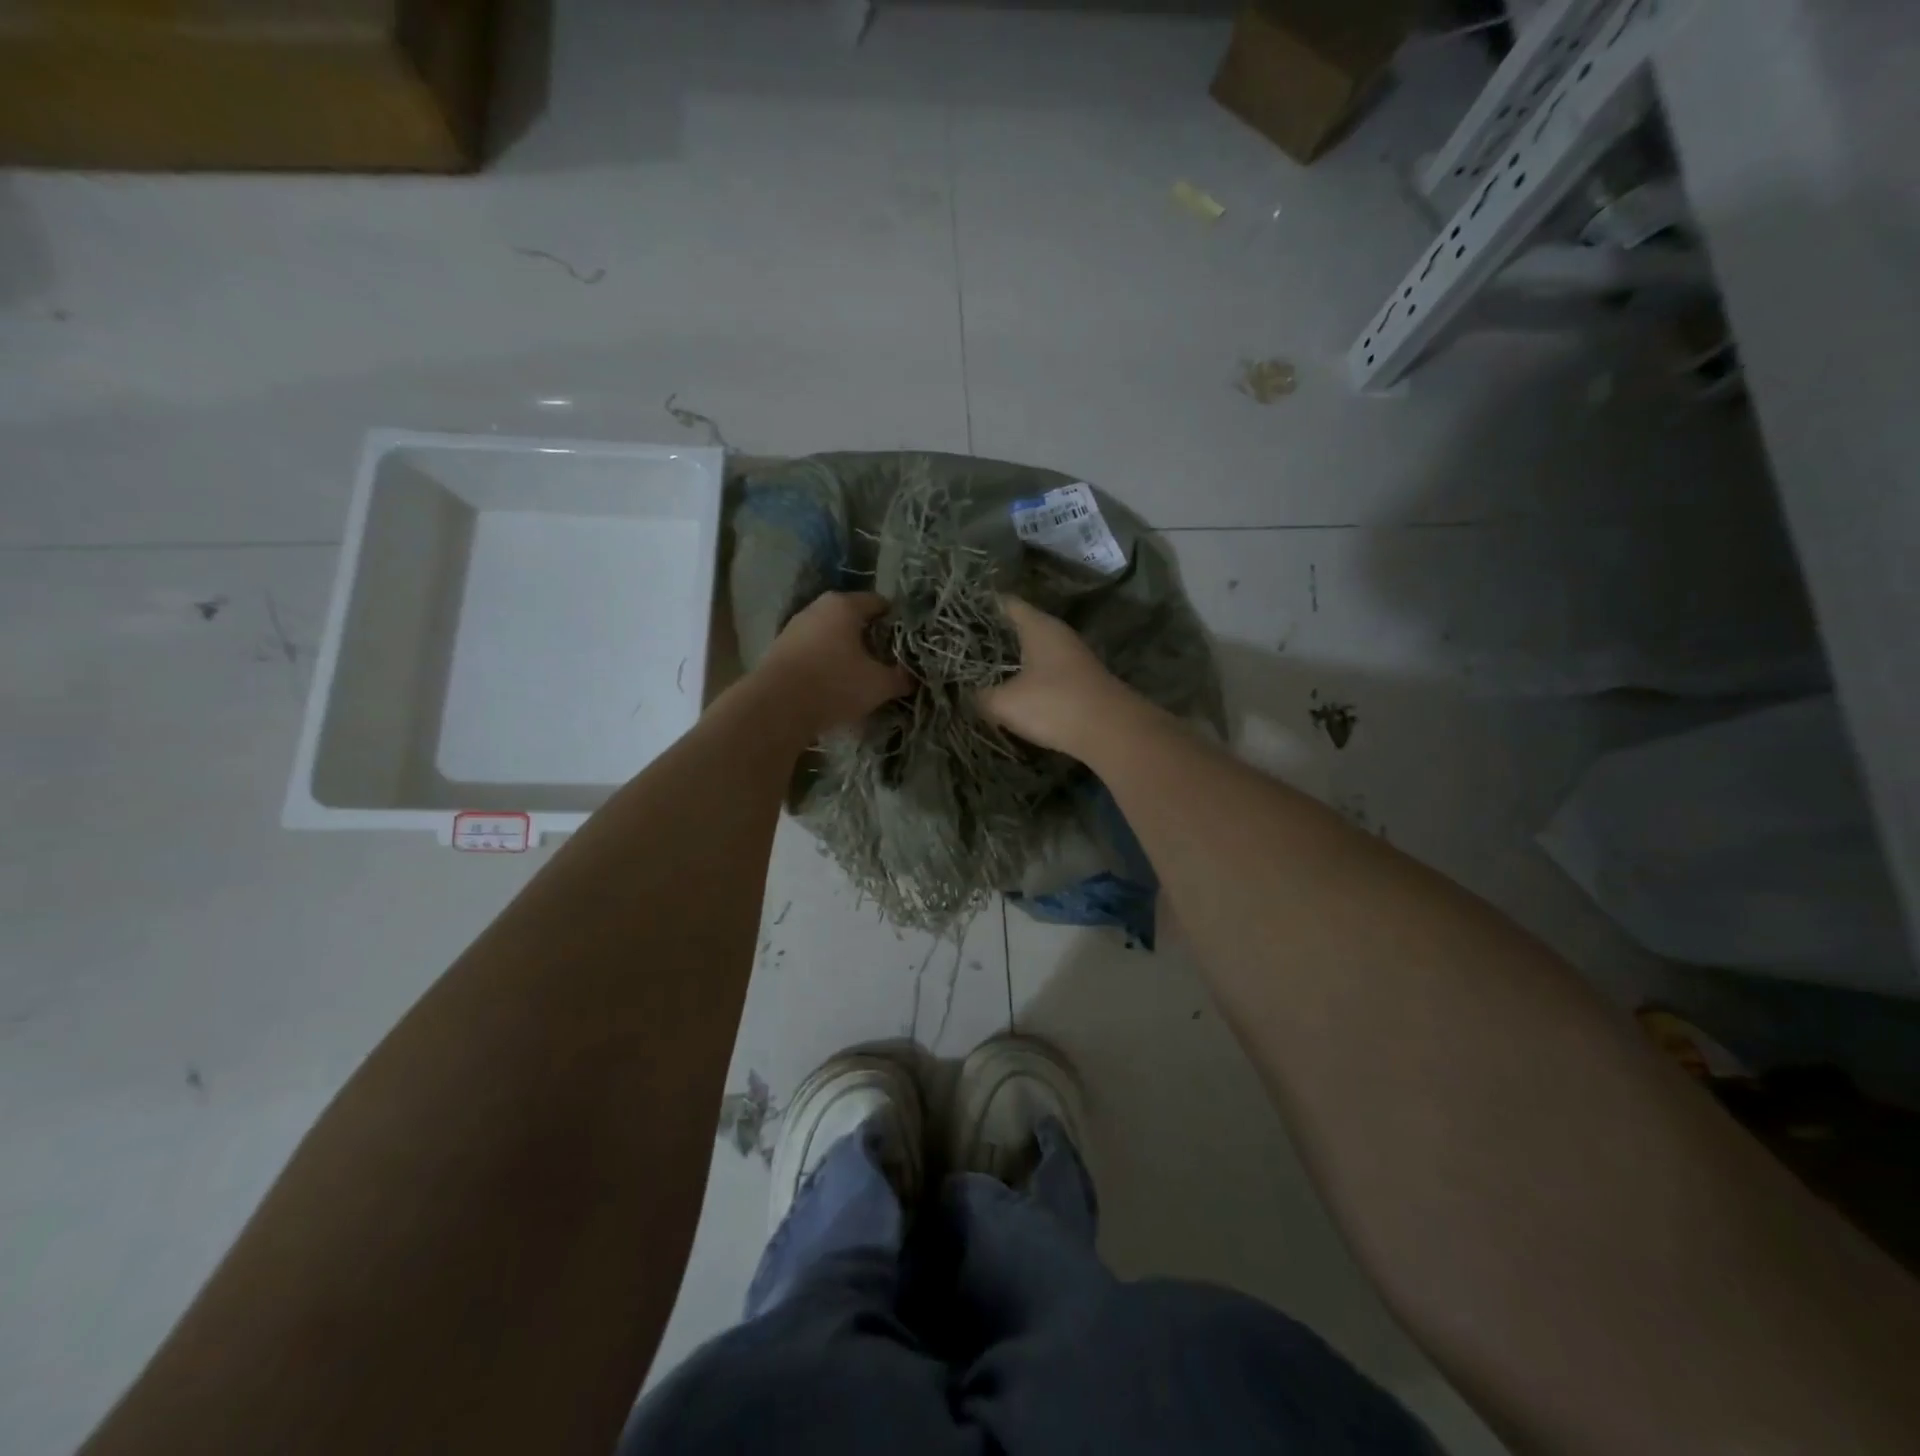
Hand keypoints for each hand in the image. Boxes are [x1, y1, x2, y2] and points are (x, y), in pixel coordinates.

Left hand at [756, 591, 911, 738]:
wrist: (776, 707)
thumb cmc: (834, 684)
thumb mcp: (879, 684)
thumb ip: (901, 678)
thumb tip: (912, 677)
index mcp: (844, 605)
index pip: (879, 603)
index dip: (896, 622)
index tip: (906, 644)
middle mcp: (817, 608)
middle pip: (853, 619)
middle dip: (870, 638)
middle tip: (886, 662)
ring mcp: (794, 628)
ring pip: (831, 636)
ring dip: (846, 653)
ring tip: (860, 677)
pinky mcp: (780, 650)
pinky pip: (813, 652)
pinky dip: (826, 664)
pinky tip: (833, 686)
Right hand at [976, 597, 1135, 755]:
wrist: (1113, 732)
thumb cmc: (1055, 705)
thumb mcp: (1005, 703)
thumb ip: (979, 696)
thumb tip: (965, 693)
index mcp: (1038, 626)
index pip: (1005, 603)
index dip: (979, 606)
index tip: (955, 615)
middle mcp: (1057, 634)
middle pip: (1019, 626)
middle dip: (991, 635)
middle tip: (960, 645)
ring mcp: (1072, 657)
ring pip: (1033, 650)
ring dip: (1010, 658)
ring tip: (979, 669)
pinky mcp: (1080, 681)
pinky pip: (1045, 670)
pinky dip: (1027, 676)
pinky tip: (1011, 691)